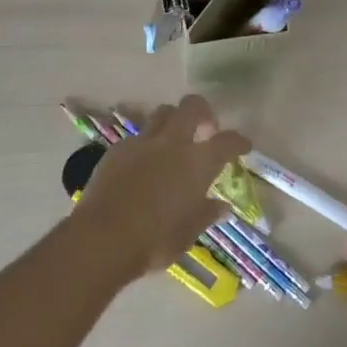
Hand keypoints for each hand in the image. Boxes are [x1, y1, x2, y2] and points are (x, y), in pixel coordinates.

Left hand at [73, 97, 251, 280]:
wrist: (103, 237)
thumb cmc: (155, 240)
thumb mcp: (188, 233)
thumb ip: (205, 213)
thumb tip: (221, 206)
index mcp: (197, 163)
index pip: (227, 141)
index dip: (238, 141)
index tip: (243, 146)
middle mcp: (172, 143)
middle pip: (192, 106)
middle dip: (203, 112)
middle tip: (205, 130)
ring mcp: (142, 143)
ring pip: (162, 113)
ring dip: (173, 121)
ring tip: (174, 141)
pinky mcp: (117, 149)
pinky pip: (138, 136)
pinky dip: (147, 143)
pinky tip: (144, 163)